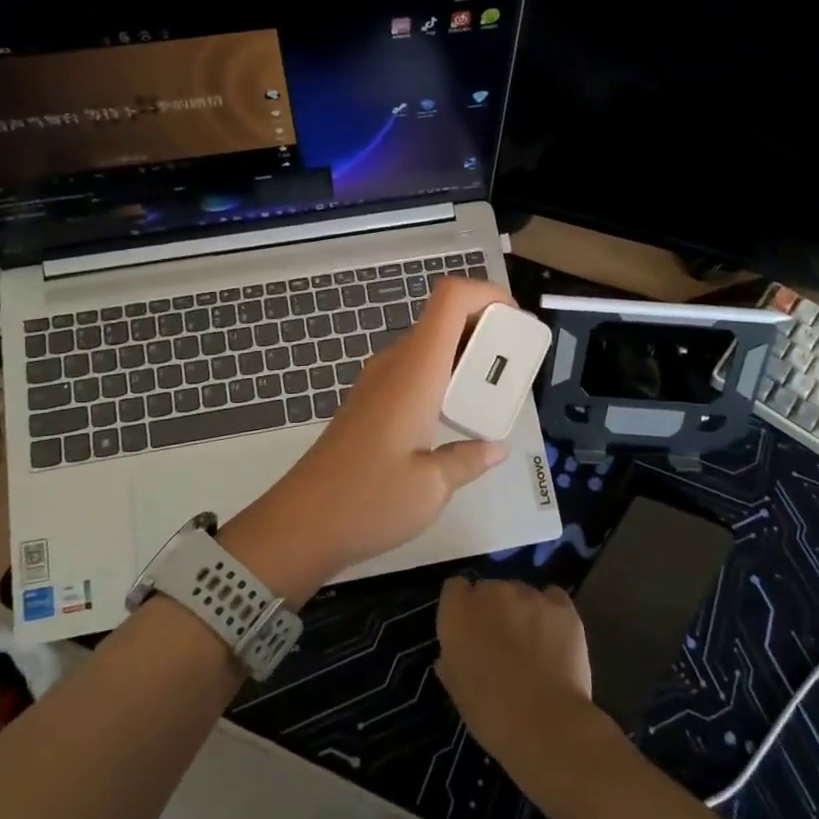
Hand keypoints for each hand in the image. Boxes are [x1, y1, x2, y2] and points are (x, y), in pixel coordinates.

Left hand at [225, 278, 513, 597]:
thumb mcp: (433, 487)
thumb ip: (468, 459)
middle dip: (486, 328)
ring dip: (466, 355)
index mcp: (416, 370)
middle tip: (516, 365)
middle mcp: (396, 364)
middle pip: (444, 318)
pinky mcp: (370, 402)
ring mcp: (378, 382)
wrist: (300, 524)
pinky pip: (416, 370)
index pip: (451, 298)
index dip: (488, 293)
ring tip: (494, 392)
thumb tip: (495, 447)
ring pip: (430, 345)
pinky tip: (457, 416)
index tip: (517, 322)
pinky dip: (445, 376)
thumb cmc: (369, 501)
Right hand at [435, 577, 610, 773]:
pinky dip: (551, 612)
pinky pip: (552, 597)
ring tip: (533, 645)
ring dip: (522, 611)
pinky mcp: (562, 606)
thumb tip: (454, 652)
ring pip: (521, 593)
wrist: (546, 724)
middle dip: (494, 609)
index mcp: (459, 612)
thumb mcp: (457, 690)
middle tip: (502, 642)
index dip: (462, 607)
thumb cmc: (491, 714)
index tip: (469, 629)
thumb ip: (451, 658)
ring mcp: (529, 596)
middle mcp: (492, 592)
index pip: (455, 588)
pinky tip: (554, 637)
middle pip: (489, 588)